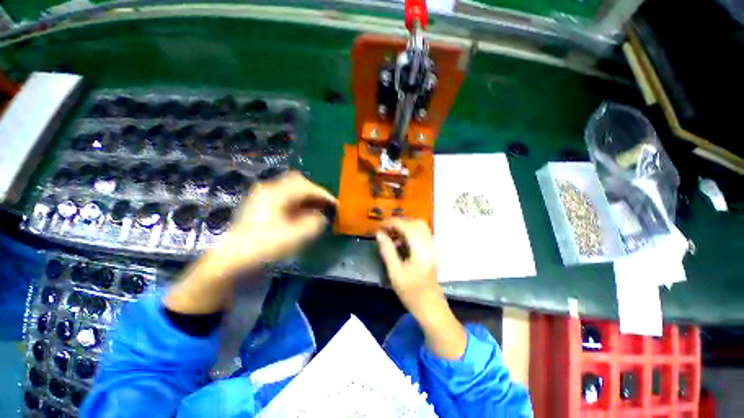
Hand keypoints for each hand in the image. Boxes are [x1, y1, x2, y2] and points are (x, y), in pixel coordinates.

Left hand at [215, 171, 336, 274]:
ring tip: (316, 210)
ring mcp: (263, 196)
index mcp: (276, 194)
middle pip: (298, 182)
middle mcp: (269, 189)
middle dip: (314, 192)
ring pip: (291, 189)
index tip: (336, 204)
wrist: (232, 259)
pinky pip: (285, 197)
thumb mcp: (294, 237)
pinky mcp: (261, 205)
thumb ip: (314, 224)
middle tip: (325, 205)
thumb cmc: (264, 247)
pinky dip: (297, 202)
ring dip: (306, 197)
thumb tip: (321, 217)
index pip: (306, 187)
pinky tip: (301, 214)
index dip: (324, 195)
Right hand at [375, 219, 440, 313]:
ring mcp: (433, 248)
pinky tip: (401, 244)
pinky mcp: (432, 251)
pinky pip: (422, 234)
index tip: (380, 226)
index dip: (392, 223)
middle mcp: (430, 245)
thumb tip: (379, 234)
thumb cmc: (411, 292)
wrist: (431, 306)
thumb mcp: (395, 273)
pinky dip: (410, 233)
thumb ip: (387, 250)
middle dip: (400, 223)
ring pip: (420, 227)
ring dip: (405, 227)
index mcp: (421, 250)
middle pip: (416, 223)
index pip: (407, 227)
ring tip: (391, 236)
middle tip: (386, 230)